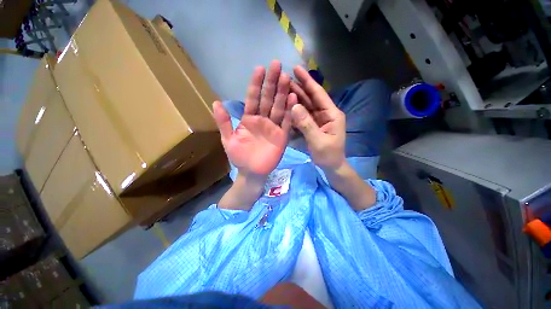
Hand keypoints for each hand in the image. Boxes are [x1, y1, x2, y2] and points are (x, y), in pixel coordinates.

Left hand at [213, 60, 296, 176]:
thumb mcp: (228, 139)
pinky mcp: (282, 136)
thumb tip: (216, 102)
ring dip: (282, 94)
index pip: (253, 98)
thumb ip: (223, 122)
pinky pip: (287, 123)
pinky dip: (290, 112)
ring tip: (286, 78)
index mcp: (249, 119)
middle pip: (268, 99)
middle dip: (272, 83)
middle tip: (277, 65)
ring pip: (279, 108)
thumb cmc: (239, 157)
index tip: (260, 68)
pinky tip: (294, 99)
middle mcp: (262, 120)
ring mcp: (273, 127)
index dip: (256, 84)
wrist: (251, 172)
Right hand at [290, 65, 345, 170]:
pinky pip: (302, 116)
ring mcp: (318, 120)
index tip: (297, 69)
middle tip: (285, 77)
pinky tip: (286, 106)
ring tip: (283, 89)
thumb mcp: (318, 141)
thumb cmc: (328, 155)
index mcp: (331, 114)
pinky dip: (294, 111)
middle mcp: (325, 113)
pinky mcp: (312, 126)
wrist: (331, 166)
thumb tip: (294, 106)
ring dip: (295, 98)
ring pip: (305, 106)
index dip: (308, 81)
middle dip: (299, 87)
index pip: (318, 94)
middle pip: (311, 98)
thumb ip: (307, 124)